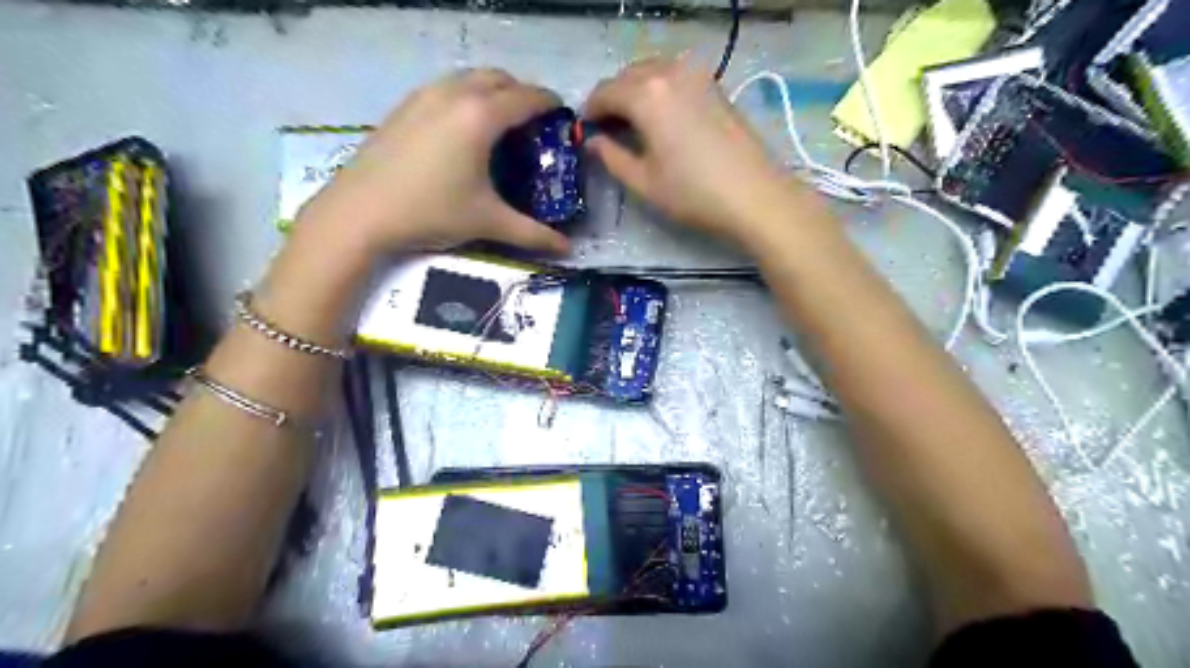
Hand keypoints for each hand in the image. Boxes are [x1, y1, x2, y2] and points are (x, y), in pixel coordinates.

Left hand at [304, 67, 570, 255]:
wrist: (359, 212)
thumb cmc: (430, 212)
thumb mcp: (487, 222)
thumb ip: (532, 233)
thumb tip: (567, 249)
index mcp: (480, 117)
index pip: (527, 97)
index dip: (550, 103)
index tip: (564, 116)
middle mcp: (454, 94)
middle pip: (499, 77)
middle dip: (522, 93)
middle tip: (534, 123)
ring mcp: (424, 96)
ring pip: (469, 78)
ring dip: (492, 91)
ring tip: (501, 124)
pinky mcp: (404, 106)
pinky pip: (445, 87)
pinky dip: (465, 96)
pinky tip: (463, 130)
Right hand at [585, 57, 807, 247]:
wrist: (755, 196)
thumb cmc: (693, 194)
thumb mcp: (644, 182)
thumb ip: (612, 157)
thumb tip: (593, 142)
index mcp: (646, 95)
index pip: (605, 92)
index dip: (590, 111)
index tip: (586, 131)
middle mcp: (670, 73)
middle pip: (628, 75)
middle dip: (612, 98)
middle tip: (608, 129)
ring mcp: (697, 75)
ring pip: (653, 72)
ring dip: (636, 91)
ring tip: (633, 124)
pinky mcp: (715, 86)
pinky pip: (676, 77)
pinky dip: (660, 90)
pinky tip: (662, 119)